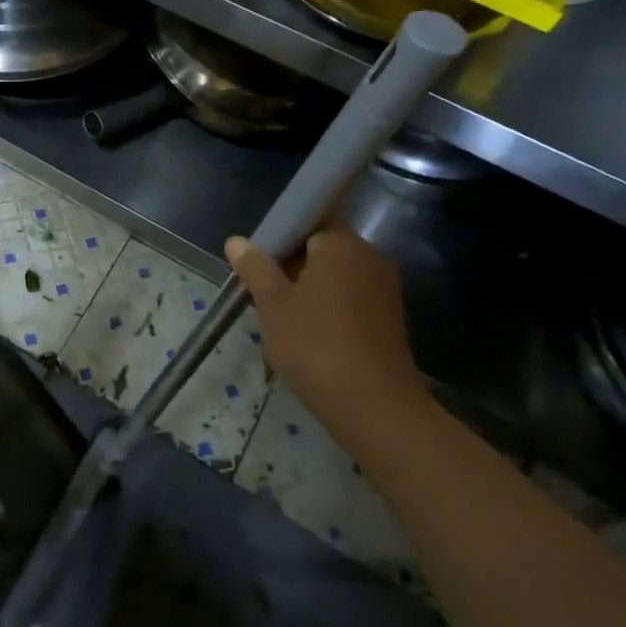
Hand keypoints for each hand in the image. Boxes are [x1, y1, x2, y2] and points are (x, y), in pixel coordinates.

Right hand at [225, 226, 426, 430]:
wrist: (374, 407)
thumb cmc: (316, 345)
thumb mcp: (273, 304)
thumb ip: (255, 267)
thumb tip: (237, 241)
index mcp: (342, 245)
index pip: (309, 219)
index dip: (280, 235)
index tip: (258, 260)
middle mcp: (369, 258)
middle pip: (322, 247)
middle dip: (290, 264)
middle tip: (261, 291)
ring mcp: (384, 289)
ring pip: (335, 275)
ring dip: (307, 288)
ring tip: (280, 316)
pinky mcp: (388, 318)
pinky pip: (349, 297)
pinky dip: (327, 306)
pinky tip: (307, 333)